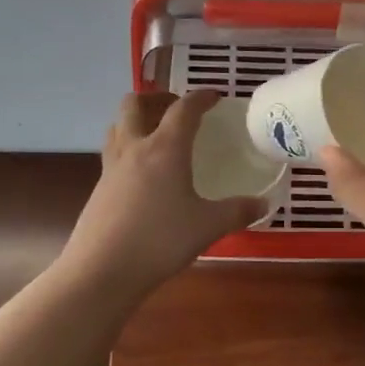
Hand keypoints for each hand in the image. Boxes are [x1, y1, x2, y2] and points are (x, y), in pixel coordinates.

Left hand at [57, 90, 265, 305]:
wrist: (103, 270)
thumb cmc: (161, 240)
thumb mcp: (209, 226)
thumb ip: (238, 211)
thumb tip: (265, 203)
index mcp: (165, 148)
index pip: (184, 109)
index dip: (200, 97)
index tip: (214, 96)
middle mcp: (135, 148)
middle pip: (135, 103)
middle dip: (156, 97)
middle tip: (176, 109)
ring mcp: (111, 167)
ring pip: (117, 126)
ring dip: (136, 119)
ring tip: (156, 134)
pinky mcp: (99, 188)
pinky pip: (113, 153)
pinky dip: (128, 148)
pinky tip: (143, 174)